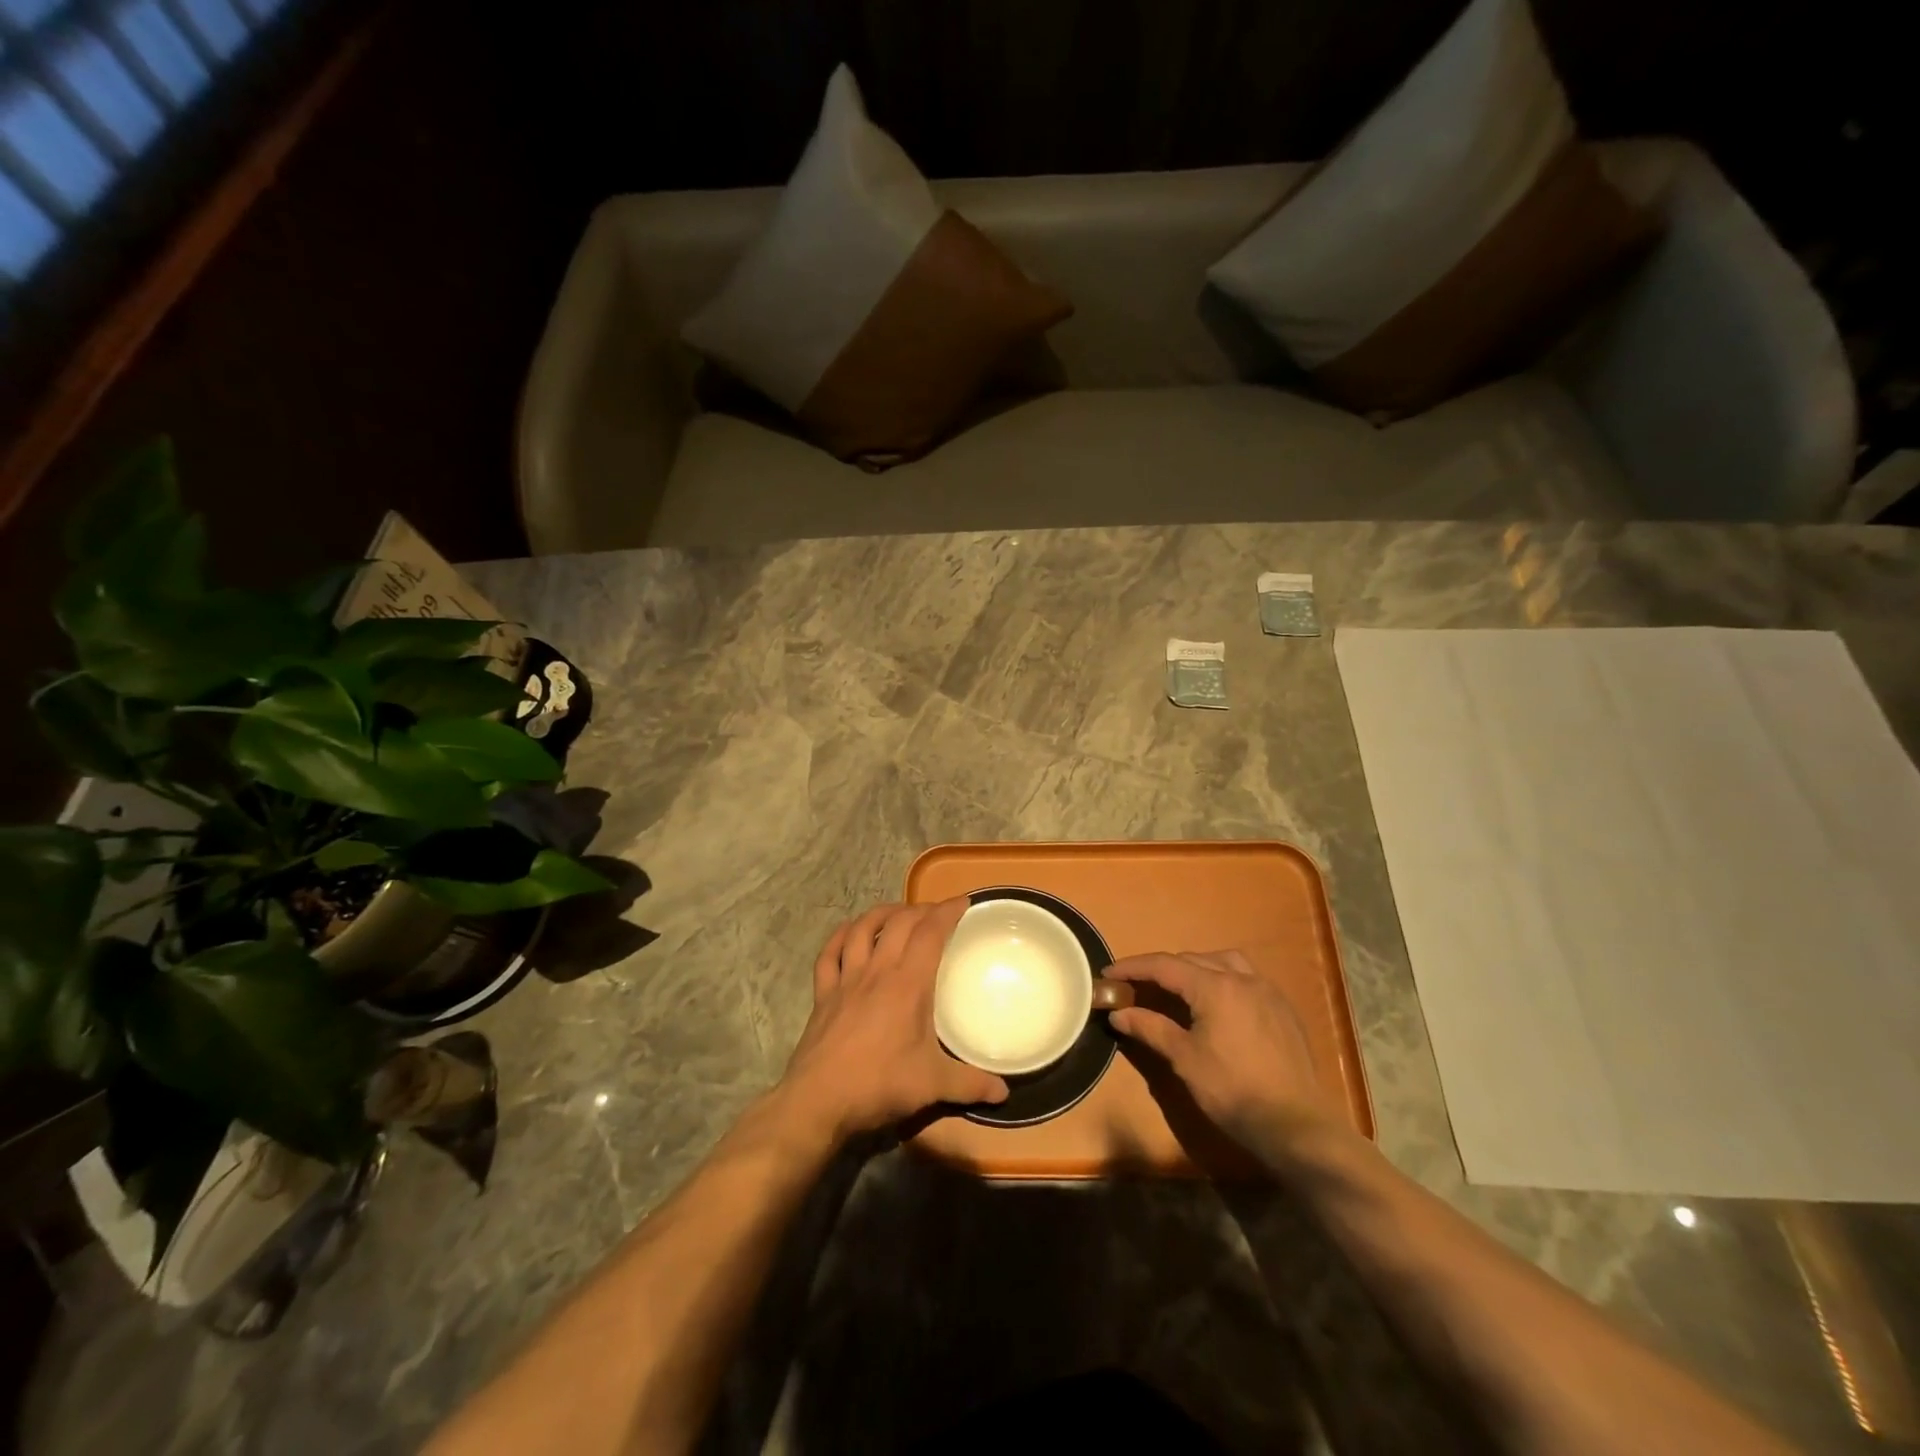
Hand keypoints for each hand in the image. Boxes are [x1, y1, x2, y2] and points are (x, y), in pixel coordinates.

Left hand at [780, 899, 1008, 1141]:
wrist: (818, 1101)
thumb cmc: (879, 1085)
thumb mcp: (932, 1086)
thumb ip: (970, 1084)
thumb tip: (1004, 1092)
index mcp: (907, 984)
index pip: (930, 933)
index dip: (947, 912)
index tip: (963, 901)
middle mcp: (877, 971)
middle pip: (898, 923)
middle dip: (920, 909)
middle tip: (936, 912)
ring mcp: (846, 980)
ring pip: (862, 929)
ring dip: (881, 913)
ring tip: (897, 912)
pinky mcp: (823, 994)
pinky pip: (829, 954)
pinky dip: (840, 936)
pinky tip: (849, 931)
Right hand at [1107, 950, 1343, 1164]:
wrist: (1296, 1125)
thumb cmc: (1233, 1090)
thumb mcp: (1184, 1059)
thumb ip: (1150, 1028)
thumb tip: (1118, 1013)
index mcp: (1215, 987)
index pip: (1164, 965)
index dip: (1133, 967)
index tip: (1109, 974)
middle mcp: (1242, 978)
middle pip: (1192, 960)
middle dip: (1162, 969)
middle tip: (1138, 986)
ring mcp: (1267, 991)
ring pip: (1224, 962)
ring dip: (1196, 968)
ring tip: (1180, 987)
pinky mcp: (1283, 1009)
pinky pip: (1246, 978)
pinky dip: (1223, 979)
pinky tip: (1218, 1003)